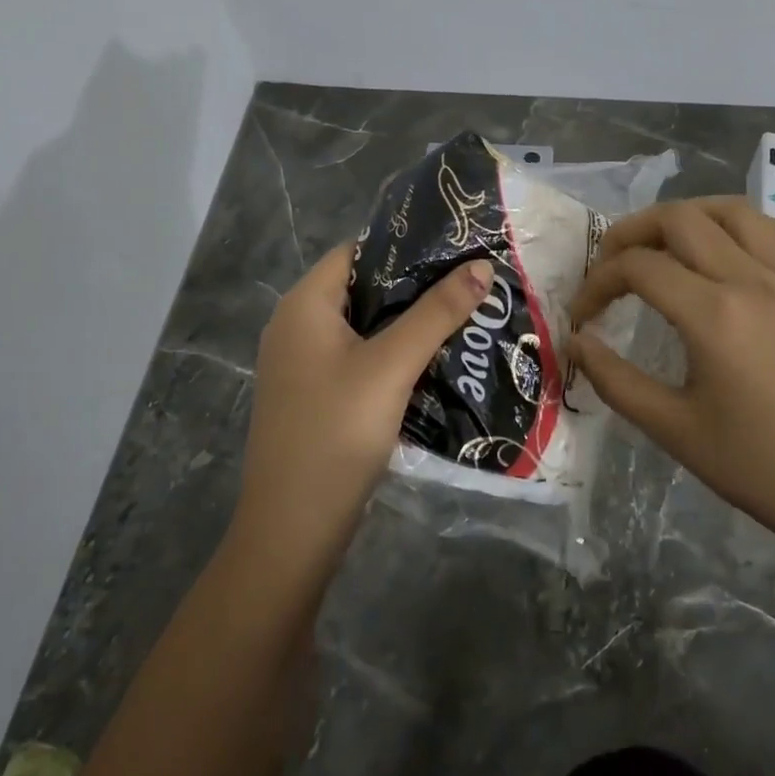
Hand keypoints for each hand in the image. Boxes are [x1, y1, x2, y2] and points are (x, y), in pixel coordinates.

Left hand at [235, 243, 493, 554]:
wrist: (293, 530)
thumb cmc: (336, 432)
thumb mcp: (391, 366)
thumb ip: (437, 313)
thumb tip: (482, 265)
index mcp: (304, 305)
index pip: (356, 252)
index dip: (404, 246)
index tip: (455, 248)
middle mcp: (297, 326)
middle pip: (362, 289)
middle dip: (415, 287)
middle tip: (470, 283)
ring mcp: (303, 365)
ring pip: (365, 327)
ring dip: (409, 323)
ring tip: (464, 316)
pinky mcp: (316, 396)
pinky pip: (359, 359)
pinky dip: (393, 354)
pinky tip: (434, 361)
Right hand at [567, 197, 774, 561]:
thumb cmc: (758, 466)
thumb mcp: (673, 429)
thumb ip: (614, 380)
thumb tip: (577, 340)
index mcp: (713, 315)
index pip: (638, 267)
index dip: (598, 283)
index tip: (583, 315)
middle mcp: (751, 281)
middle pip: (679, 219)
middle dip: (631, 232)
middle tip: (610, 265)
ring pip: (732, 211)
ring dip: (687, 216)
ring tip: (662, 243)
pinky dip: (744, 226)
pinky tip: (727, 248)